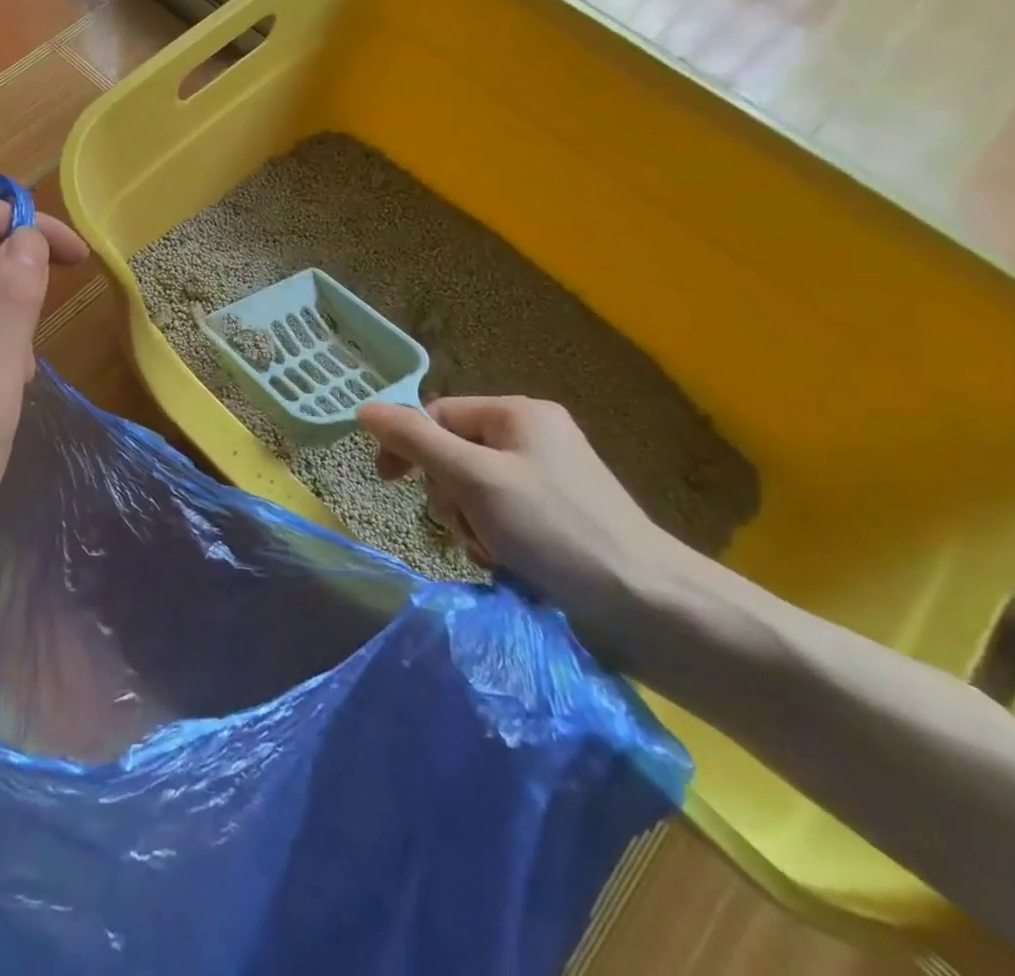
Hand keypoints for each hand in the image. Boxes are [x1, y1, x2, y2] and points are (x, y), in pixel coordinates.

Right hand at [356, 396, 696, 648]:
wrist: (649, 607)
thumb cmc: (554, 529)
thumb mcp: (473, 478)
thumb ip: (415, 440)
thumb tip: (366, 408)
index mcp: (518, 414)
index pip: (438, 415)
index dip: (409, 446)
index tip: (386, 482)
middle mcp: (532, 438)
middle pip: (454, 454)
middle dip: (449, 495)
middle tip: (468, 525)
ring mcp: (546, 480)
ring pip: (472, 491)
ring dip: (469, 523)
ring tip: (493, 551)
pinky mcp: (556, 519)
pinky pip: (499, 517)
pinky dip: (493, 539)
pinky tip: (508, 563)